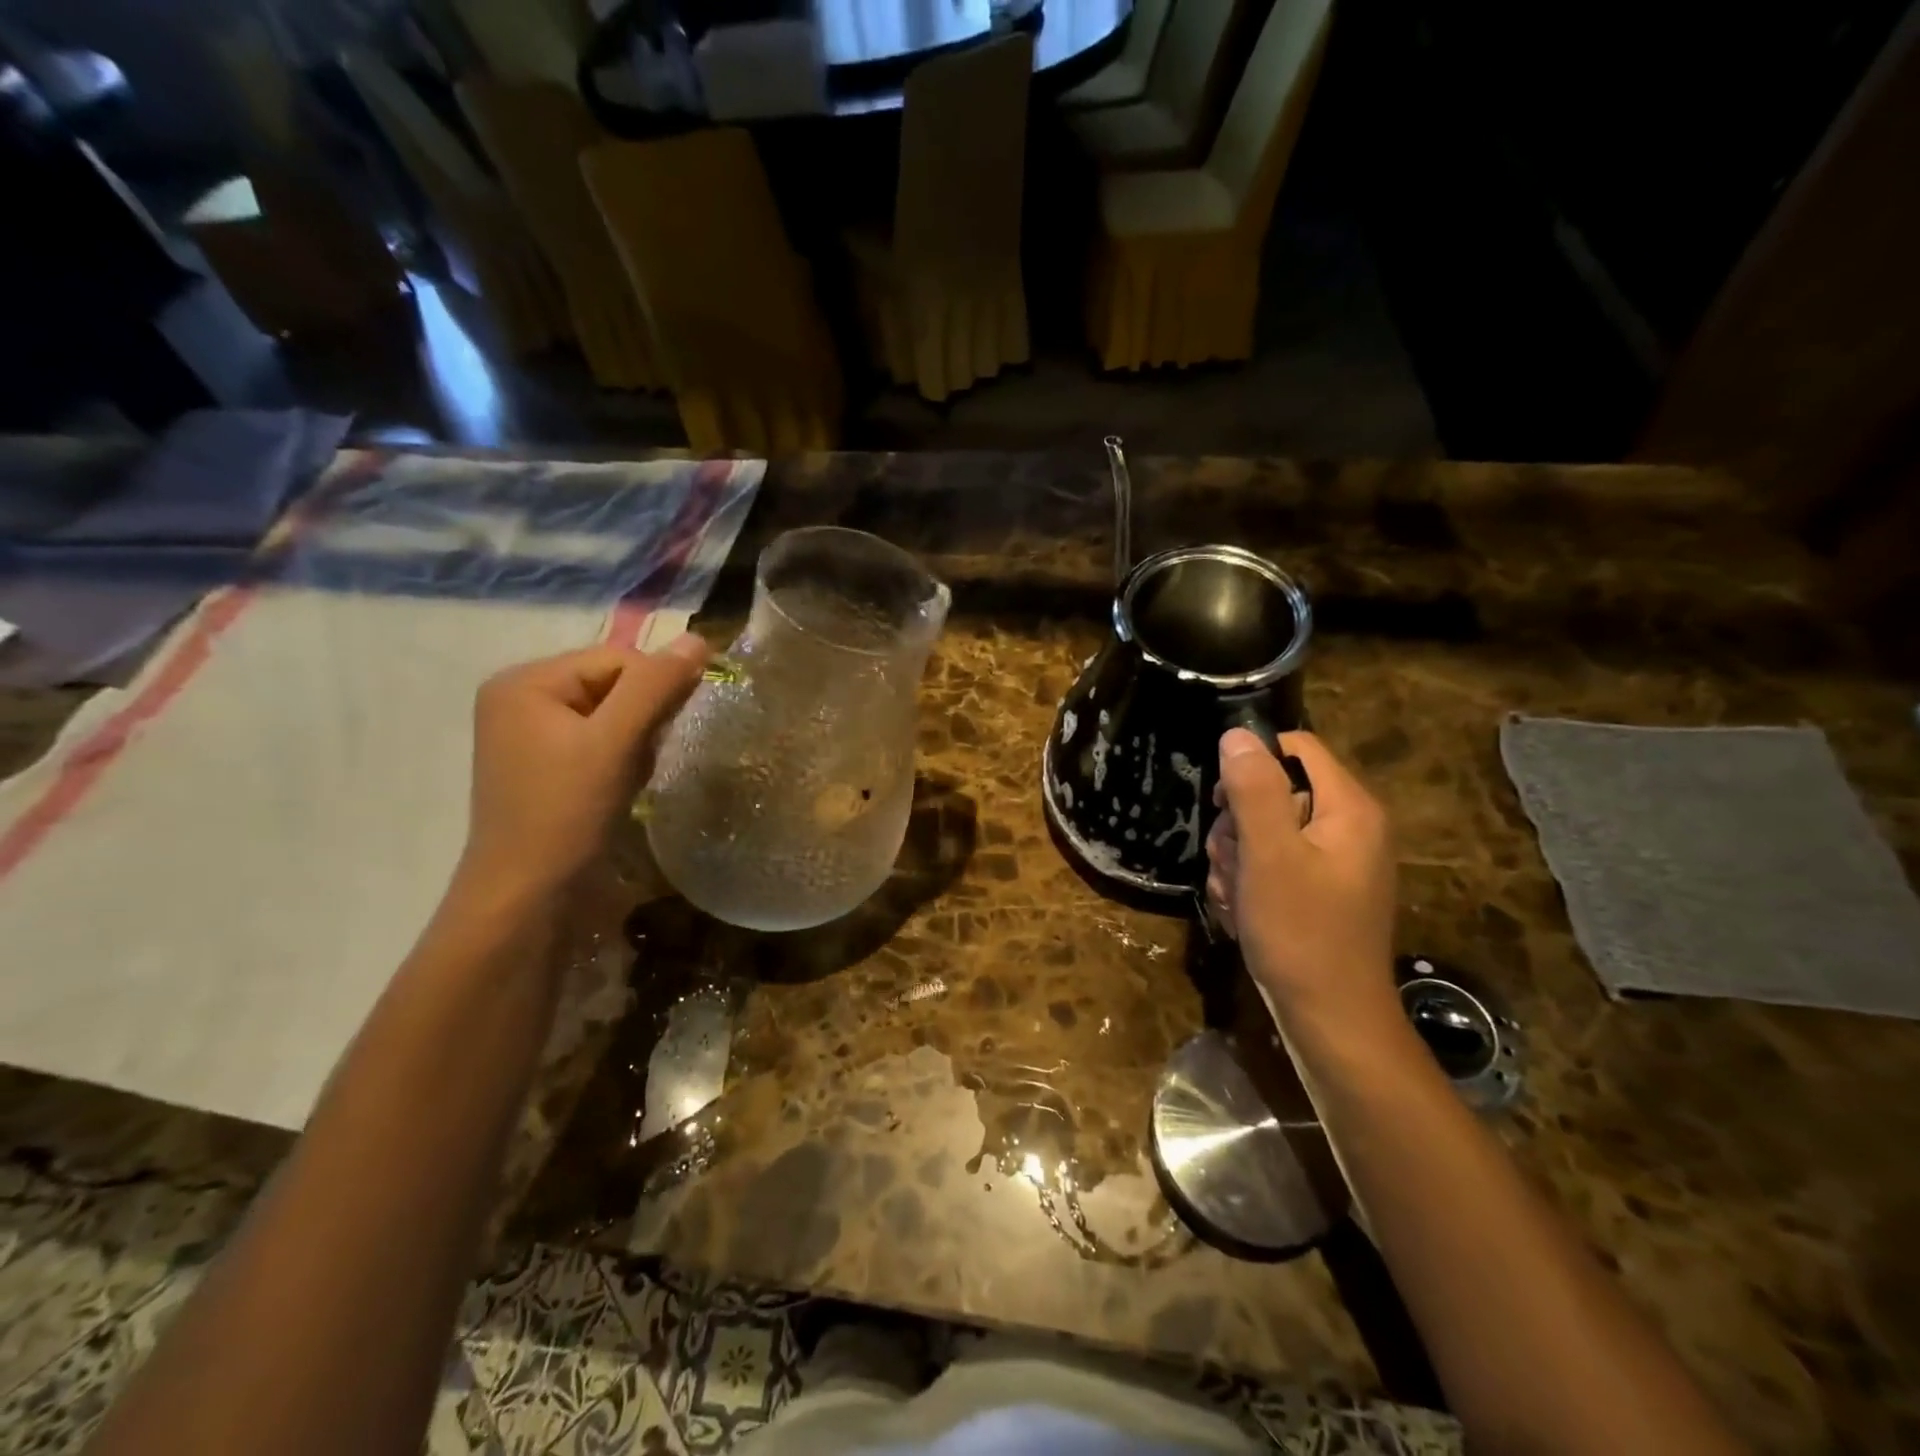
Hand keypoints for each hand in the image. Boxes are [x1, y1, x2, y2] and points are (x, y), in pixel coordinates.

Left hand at [460, 636, 707, 898]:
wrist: (527, 900)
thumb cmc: (565, 814)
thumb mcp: (614, 743)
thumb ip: (656, 686)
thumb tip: (699, 639)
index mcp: (526, 681)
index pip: (618, 658)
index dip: (654, 691)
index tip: (662, 735)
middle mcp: (522, 699)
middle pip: (614, 685)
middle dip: (644, 720)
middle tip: (642, 760)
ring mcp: (531, 736)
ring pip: (613, 716)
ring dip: (637, 742)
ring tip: (630, 778)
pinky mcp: (546, 767)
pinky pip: (601, 742)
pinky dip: (623, 759)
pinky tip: (621, 787)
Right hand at [1207, 729, 1398, 1026]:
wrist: (1330, 1019)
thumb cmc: (1301, 932)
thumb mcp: (1269, 855)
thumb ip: (1254, 790)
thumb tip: (1237, 734)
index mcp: (1348, 808)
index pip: (1295, 748)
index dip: (1252, 765)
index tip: (1223, 803)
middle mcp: (1347, 827)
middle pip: (1275, 791)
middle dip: (1238, 824)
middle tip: (1232, 863)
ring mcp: (1333, 861)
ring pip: (1264, 830)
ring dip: (1236, 857)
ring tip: (1236, 895)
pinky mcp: (1317, 889)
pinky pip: (1270, 863)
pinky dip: (1248, 881)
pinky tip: (1242, 909)